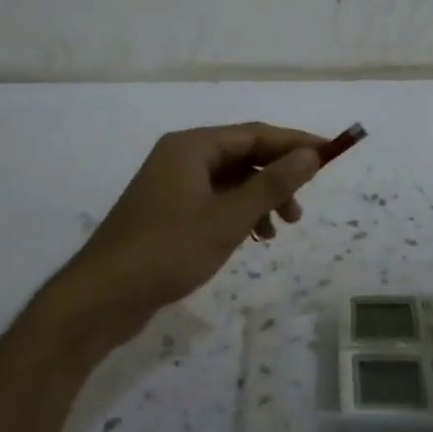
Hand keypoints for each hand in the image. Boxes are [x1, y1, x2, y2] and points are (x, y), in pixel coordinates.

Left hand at [43, 123, 325, 349]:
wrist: (101, 297)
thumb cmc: (166, 251)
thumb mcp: (227, 219)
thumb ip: (271, 185)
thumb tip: (310, 154)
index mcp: (191, 147)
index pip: (255, 134)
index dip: (295, 143)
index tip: (331, 155)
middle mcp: (180, 157)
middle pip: (242, 155)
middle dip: (277, 177)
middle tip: (300, 209)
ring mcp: (171, 185)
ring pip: (230, 181)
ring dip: (259, 199)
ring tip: (279, 231)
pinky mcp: (168, 212)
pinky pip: (214, 200)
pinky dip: (238, 214)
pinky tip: (251, 239)